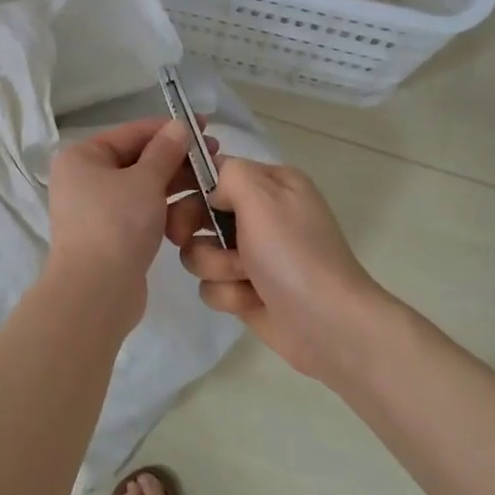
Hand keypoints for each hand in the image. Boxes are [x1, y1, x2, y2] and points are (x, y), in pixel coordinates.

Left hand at [45, 118, 200, 331]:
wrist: (96, 291)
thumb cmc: (117, 224)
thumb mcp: (145, 180)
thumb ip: (165, 151)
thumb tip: (179, 126)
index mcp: (82, 157)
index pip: (132, 133)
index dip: (170, 128)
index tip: (206, 126)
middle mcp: (84, 179)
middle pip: (137, 160)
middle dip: (176, 160)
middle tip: (216, 159)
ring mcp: (95, 209)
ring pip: (142, 188)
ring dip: (174, 185)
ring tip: (211, 185)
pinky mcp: (110, 235)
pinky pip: (140, 212)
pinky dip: (163, 209)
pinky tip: (191, 212)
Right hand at [170, 156, 394, 383]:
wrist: (328, 324)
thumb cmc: (294, 254)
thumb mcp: (263, 197)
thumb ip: (229, 174)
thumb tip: (212, 192)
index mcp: (271, 184)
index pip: (215, 169)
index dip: (187, 181)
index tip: (167, 194)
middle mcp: (261, 215)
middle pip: (198, 211)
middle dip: (194, 227)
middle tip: (185, 236)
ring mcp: (252, 255)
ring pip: (200, 252)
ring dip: (216, 266)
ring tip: (245, 277)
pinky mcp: (245, 291)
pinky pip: (212, 286)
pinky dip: (229, 295)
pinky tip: (252, 301)